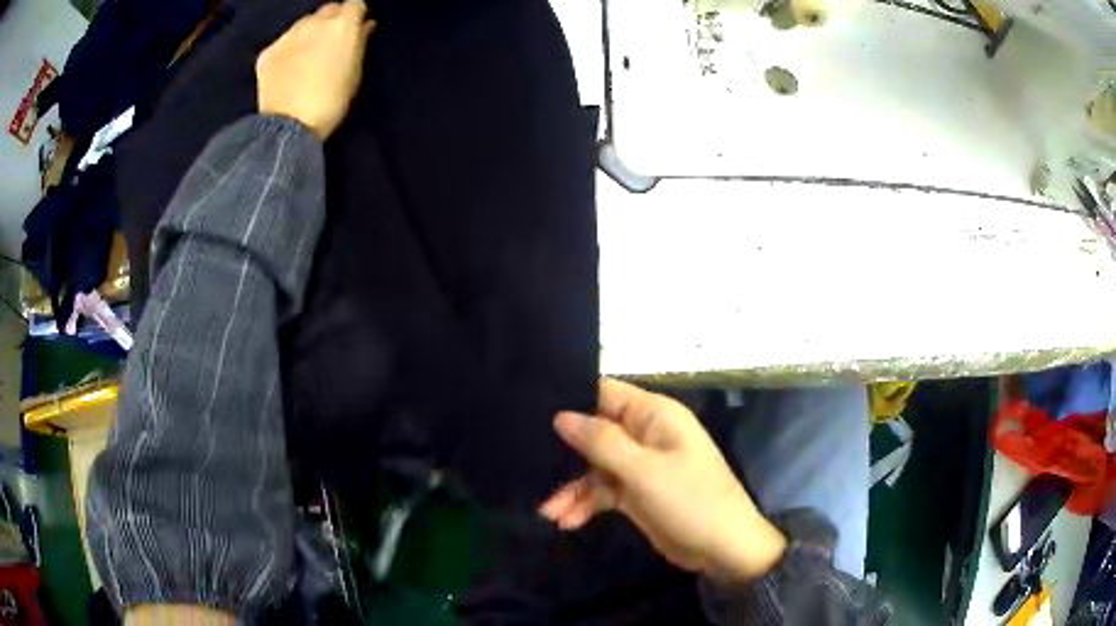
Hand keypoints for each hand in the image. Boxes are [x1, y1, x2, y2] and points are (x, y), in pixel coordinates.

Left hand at [256, 0, 374, 140]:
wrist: (289, 128)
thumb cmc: (331, 102)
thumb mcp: (355, 73)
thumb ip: (360, 44)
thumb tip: (365, 26)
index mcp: (342, 25)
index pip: (355, 4)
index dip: (356, 16)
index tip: (356, 28)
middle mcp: (314, 23)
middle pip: (328, 9)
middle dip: (332, 20)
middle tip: (332, 42)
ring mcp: (288, 36)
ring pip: (303, 23)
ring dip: (309, 32)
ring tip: (308, 55)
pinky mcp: (268, 53)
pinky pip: (283, 42)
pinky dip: (288, 50)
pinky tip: (288, 70)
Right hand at [540, 379, 786, 580]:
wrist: (722, 548)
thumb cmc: (690, 500)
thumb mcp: (644, 471)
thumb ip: (601, 442)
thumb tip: (560, 415)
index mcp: (654, 415)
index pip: (605, 394)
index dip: (571, 399)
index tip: (531, 411)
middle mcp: (645, 435)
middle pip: (594, 432)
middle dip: (564, 453)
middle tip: (529, 466)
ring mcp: (639, 465)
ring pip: (593, 466)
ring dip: (571, 487)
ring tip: (548, 512)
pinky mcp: (635, 493)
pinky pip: (602, 491)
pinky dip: (585, 504)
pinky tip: (566, 521)